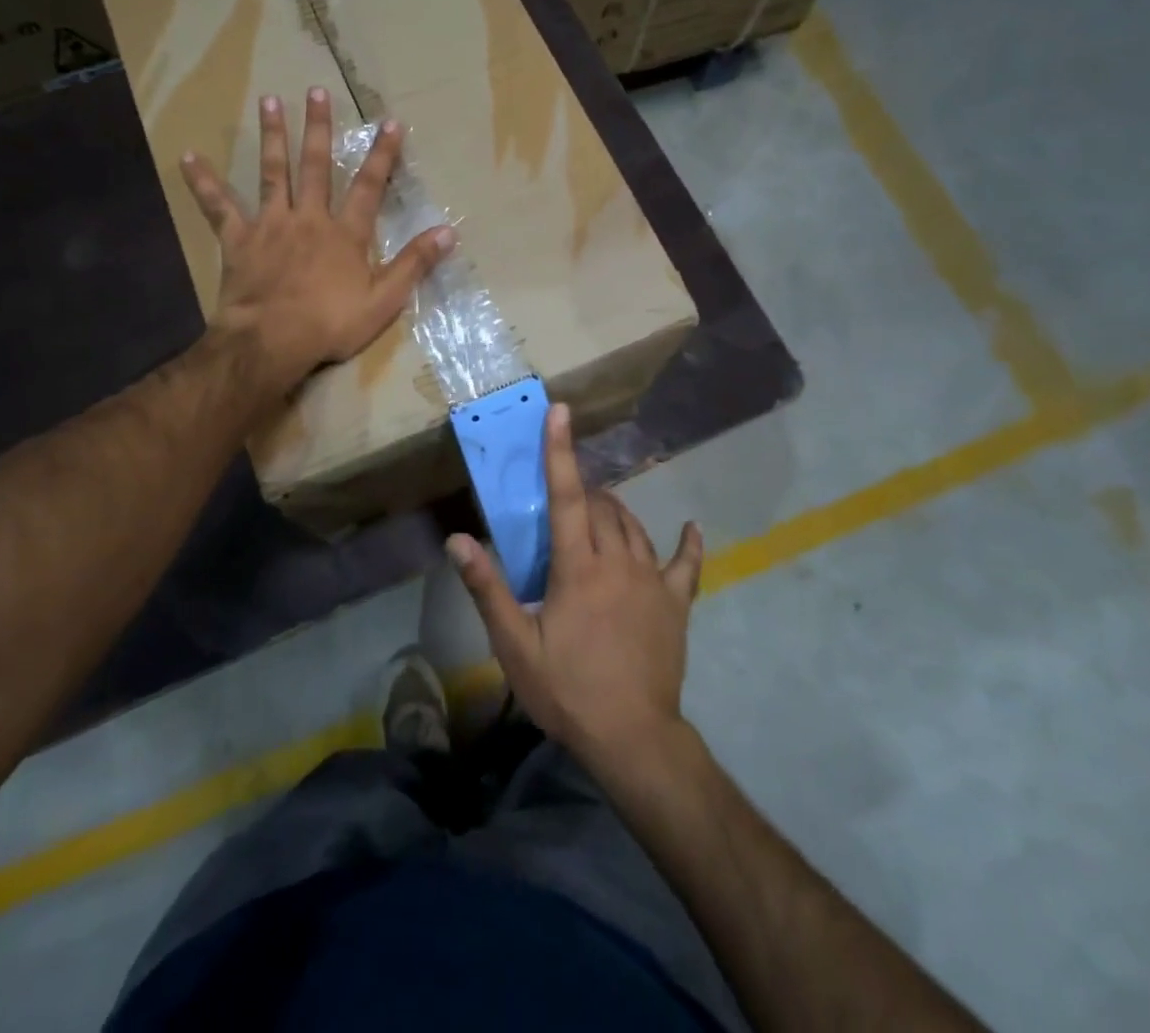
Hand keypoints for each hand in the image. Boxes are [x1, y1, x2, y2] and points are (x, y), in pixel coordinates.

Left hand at [180, 87, 453, 403]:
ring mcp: (271, 225)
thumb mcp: (384, 300)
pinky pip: (219, 207)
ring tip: (269, 101)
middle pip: (314, 166)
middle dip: (318, 128)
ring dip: (272, 136)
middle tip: (316, 91)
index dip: (382, 156)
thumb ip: (414, 264)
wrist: (271, 341)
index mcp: (345, 234)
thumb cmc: (330, 323)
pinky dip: (204, 183)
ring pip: (272, 173)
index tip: (390, 123)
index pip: (368, 187)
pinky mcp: (239, 240)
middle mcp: (309, 218)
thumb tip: (448, 232)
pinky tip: (189, 158)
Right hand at [447, 403, 703, 773]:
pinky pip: (687, 565)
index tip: (560, 412)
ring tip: (598, 508)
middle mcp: (619, 561)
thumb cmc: (568, 690)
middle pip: (600, 507)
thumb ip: (488, 589)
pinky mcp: (676, 604)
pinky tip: (691, 529)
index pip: (566, 495)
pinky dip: (688, 544)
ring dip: (614, 511)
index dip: (560, 451)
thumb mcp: (514, 645)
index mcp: (578, 566)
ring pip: (634, 528)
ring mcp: (653, 581)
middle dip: (581, 490)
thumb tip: (458, 540)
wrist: (633, 738)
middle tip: (561, 496)